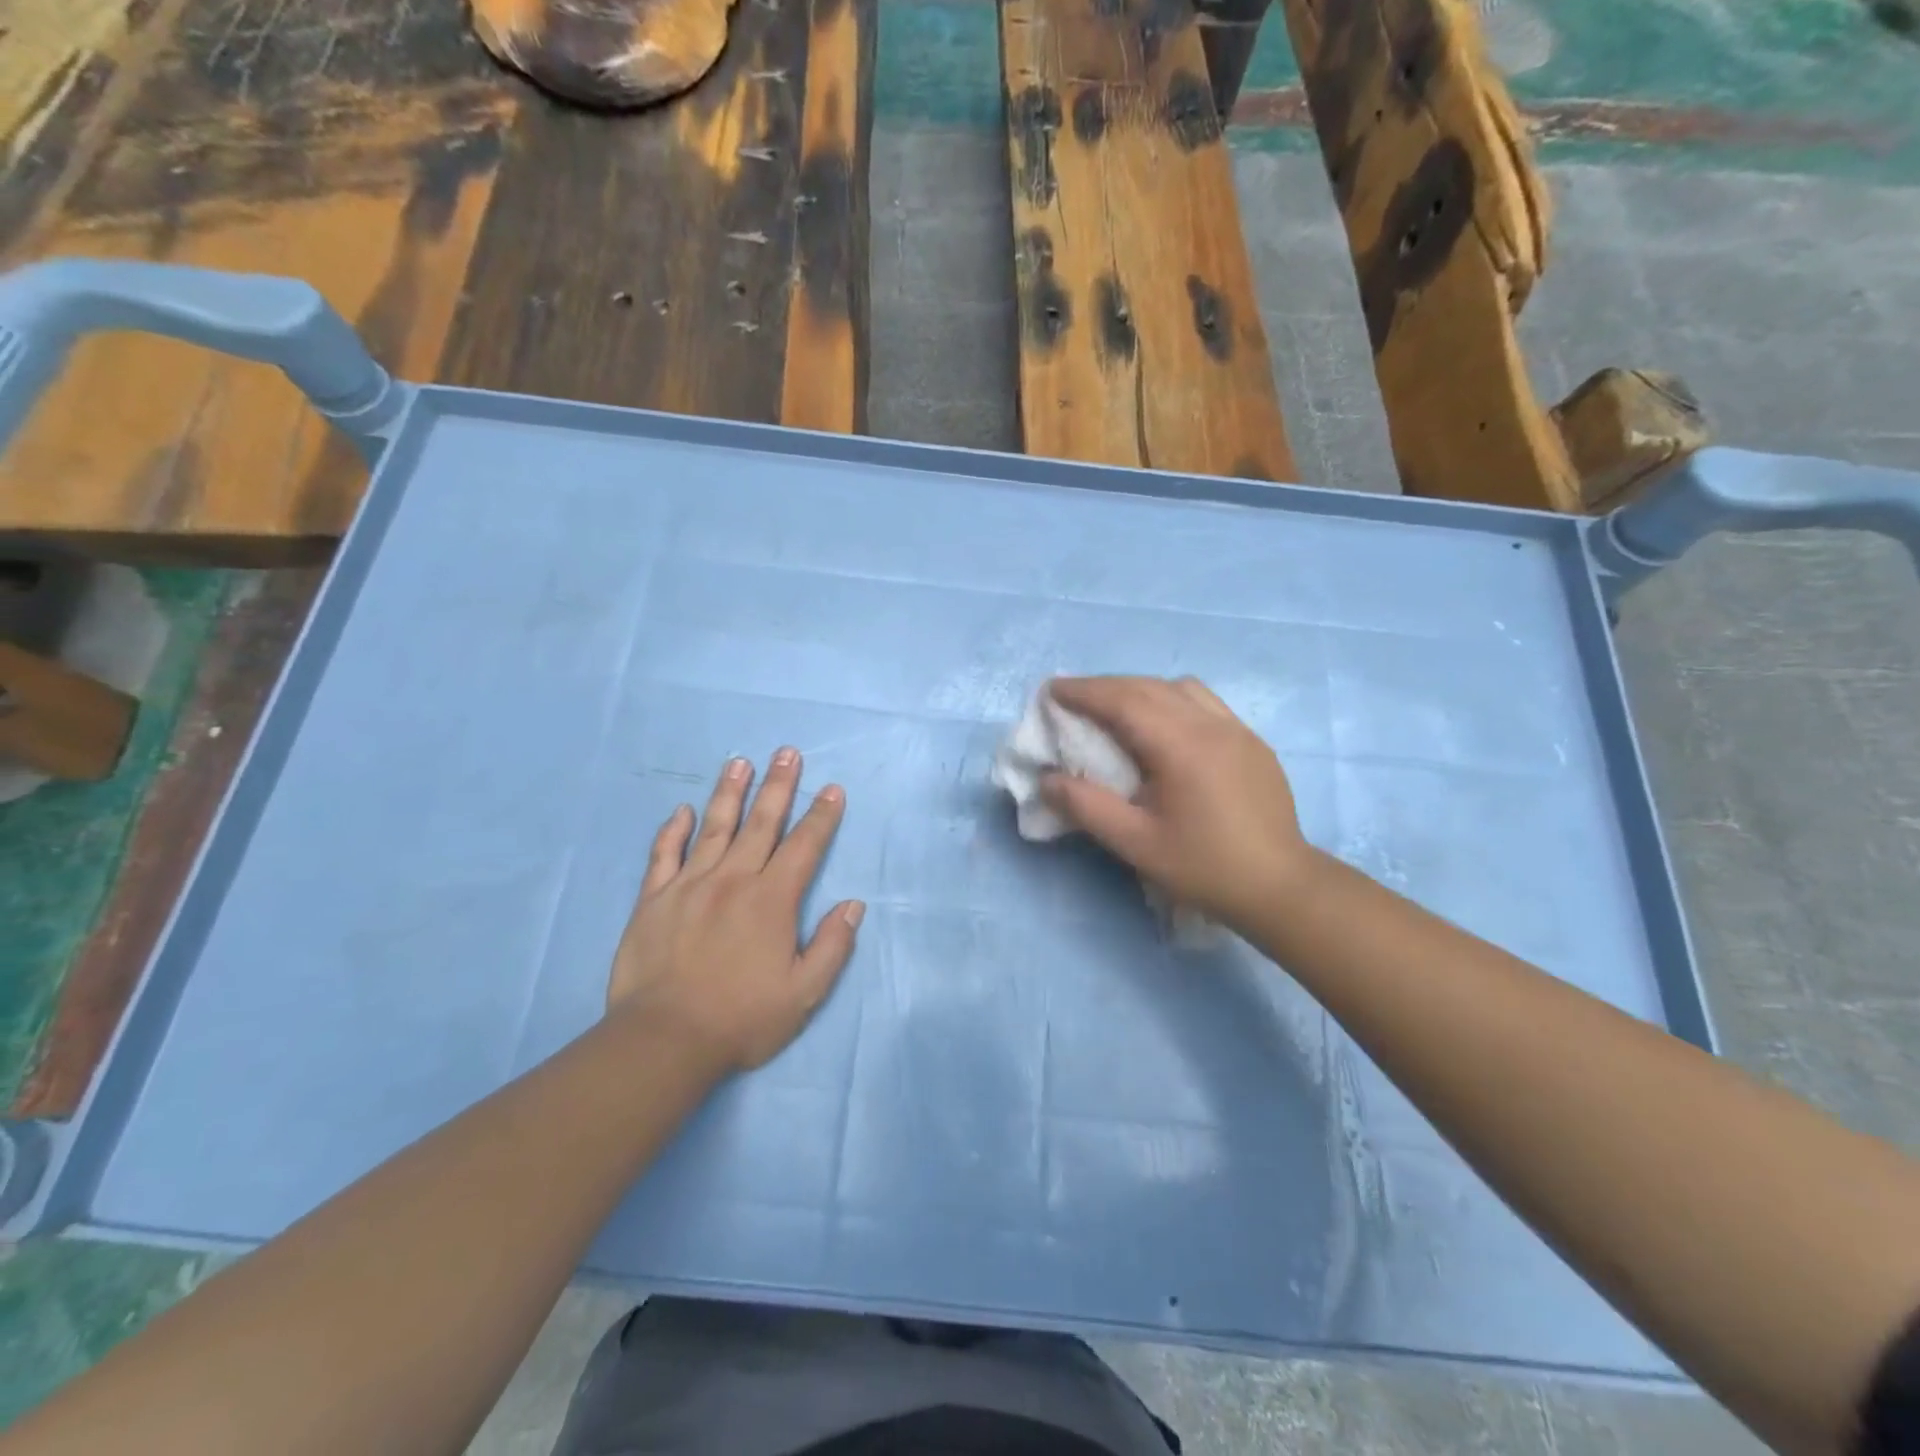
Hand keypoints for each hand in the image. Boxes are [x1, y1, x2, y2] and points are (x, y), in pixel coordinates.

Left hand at [609, 749, 864, 1074]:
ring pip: (714, 827)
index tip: (832, 789)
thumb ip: (832, 946)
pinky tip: (682, 810)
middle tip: (787, 752)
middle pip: (761, 823)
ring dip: (730, 793)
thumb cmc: (741, 1018)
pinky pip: (664, 855)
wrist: (663, 1040)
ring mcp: (689, 885)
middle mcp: (733, 880)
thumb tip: (852, 905)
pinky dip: (673, 830)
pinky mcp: (653, 899)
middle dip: (779, 786)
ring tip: (740, 762)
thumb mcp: (803, 993)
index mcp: (772, 900)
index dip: (821, 816)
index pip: (804, 846)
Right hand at [1040, 676, 1313, 930]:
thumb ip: (1086, 807)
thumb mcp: (1135, 843)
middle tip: (1073, 698)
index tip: (1052, 690)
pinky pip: (1205, 704)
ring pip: (1181, 688)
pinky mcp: (1252, 742)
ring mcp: (1237, 729)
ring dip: (1141, 690)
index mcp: (1181, 746)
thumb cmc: (1203, 866)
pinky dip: (1172, 701)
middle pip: (1149, 687)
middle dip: (1106, 687)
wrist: (1280, 887)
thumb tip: (1047, 780)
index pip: (1124, 701)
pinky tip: (1165, 729)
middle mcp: (1211, 724)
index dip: (1084, 691)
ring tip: (1117, 710)